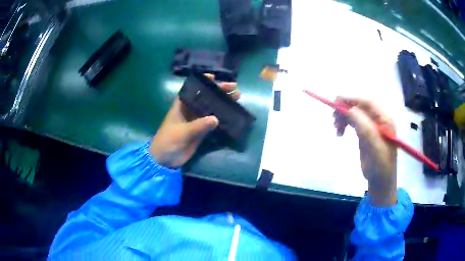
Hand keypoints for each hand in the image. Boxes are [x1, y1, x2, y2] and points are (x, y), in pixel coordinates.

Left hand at [149, 74, 239, 167]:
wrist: (164, 160)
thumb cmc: (168, 141)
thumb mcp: (182, 132)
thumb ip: (198, 126)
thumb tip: (216, 118)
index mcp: (181, 105)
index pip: (192, 89)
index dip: (203, 82)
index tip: (214, 77)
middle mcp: (189, 110)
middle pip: (205, 97)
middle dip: (218, 92)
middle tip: (234, 88)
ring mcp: (196, 121)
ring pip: (211, 109)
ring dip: (222, 104)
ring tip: (237, 98)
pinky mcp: (200, 131)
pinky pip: (213, 123)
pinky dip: (221, 119)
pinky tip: (232, 115)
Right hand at [333, 97, 396, 205]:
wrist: (380, 181)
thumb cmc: (379, 165)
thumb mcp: (373, 145)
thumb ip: (363, 125)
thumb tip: (348, 109)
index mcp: (385, 119)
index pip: (368, 102)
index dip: (352, 99)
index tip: (336, 101)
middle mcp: (379, 119)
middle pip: (360, 107)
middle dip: (346, 109)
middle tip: (333, 118)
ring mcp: (372, 126)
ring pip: (356, 114)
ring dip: (344, 117)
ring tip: (336, 127)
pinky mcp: (366, 134)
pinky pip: (354, 123)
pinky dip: (345, 124)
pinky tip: (340, 132)